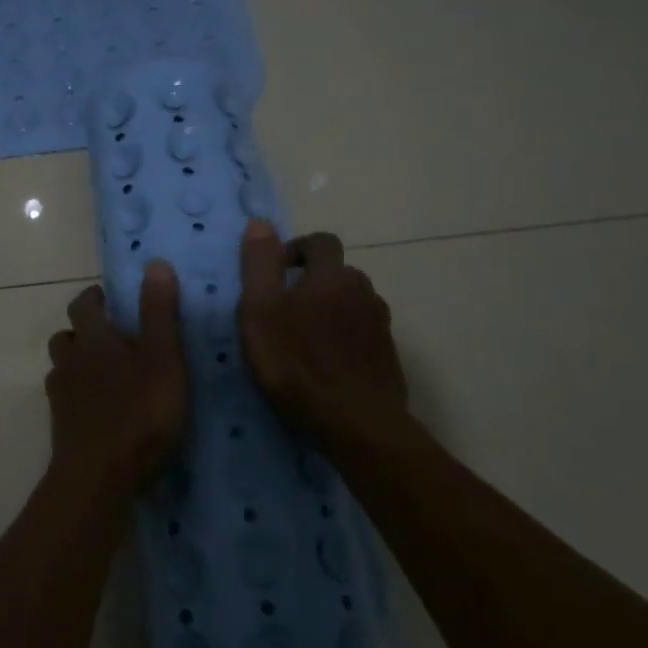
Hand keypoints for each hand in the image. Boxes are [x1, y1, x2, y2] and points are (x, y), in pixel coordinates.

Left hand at [46, 263, 187, 492]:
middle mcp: (70, 360)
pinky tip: (100, 410)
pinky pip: (66, 399)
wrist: (99, 477)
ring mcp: (61, 395)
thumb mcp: (163, 358)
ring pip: (63, 367)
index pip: (84, 304)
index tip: (113, 300)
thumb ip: (158, 312)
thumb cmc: (139, 412)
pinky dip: (79, 396)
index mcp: (94, 338)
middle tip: (114, 338)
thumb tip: (154, 263)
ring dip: (79, 363)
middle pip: (67, 335)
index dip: (95, 298)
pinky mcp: (61, 427)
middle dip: (85, 330)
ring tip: (107, 374)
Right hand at [238, 221, 407, 451]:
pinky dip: (346, 339)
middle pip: (338, 273)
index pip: (321, 242)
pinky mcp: (388, 356)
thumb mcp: (260, 312)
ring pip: (352, 304)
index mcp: (331, 276)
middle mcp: (363, 291)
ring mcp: (380, 325)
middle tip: (284, 312)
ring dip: (331, 311)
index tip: (276, 273)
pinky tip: (329, 365)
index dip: (297, 249)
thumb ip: (259, 265)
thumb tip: (260, 223)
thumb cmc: (297, 365)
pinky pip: (363, 334)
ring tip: (306, 341)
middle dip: (312, 283)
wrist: (357, 425)